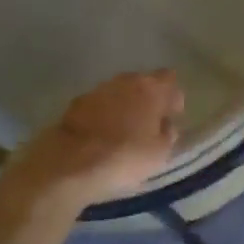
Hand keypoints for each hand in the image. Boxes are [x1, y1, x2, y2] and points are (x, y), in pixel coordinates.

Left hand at [6, 71, 184, 205]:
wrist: (70, 162)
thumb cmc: (125, 157)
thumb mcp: (160, 153)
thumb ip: (168, 134)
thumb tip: (166, 124)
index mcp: (151, 88)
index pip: (170, 80)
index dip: (172, 98)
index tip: (171, 117)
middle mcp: (125, 81)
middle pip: (143, 83)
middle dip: (148, 99)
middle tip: (149, 124)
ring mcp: (98, 89)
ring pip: (119, 92)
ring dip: (125, 106)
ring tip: (125, 130)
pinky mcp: (76, 103)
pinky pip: (99, 105)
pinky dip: (104, 114)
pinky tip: (103, 134)